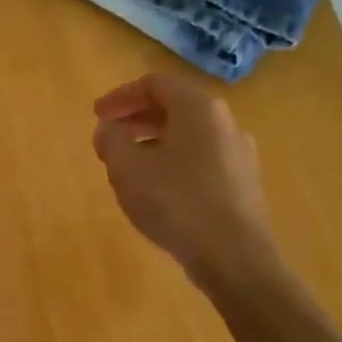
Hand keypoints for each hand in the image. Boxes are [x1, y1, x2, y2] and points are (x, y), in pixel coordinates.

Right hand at [92, 72, 279, 287]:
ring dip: (155, 142)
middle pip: (175, 107)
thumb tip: (108, 129)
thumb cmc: (177, 203)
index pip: (155, 84)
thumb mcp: (127, 169)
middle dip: (137, 119)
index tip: (97, 115)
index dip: (121, 96)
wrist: (235, 257)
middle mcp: (225, 122)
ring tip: (130, 166)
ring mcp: (239, 154)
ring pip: (189, 136)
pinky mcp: (244, 183)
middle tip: (110, 137)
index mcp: (198, 108)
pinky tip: (159, 190)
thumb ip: (111, 141)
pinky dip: (175, 162)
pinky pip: (203, 159)